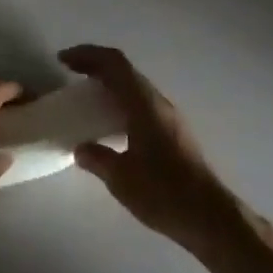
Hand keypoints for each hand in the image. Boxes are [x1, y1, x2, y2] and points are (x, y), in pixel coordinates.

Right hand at [61, 44, 245, 257]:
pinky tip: (112, 123)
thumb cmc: (163, 193)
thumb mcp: (121, 179)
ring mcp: (168, 115)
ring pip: (134, 85)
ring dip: (110, 83)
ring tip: (87, 97)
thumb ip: (97, 158)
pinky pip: (141, 102)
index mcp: (143, 103)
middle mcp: (157, 101)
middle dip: (96, 65)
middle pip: (124, 69)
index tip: (63, 60)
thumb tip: (81, 148)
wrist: (210, 216)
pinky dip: (121, 100)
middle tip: (71, 73)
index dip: (87, 55)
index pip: (113, 63)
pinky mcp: (173, 131)